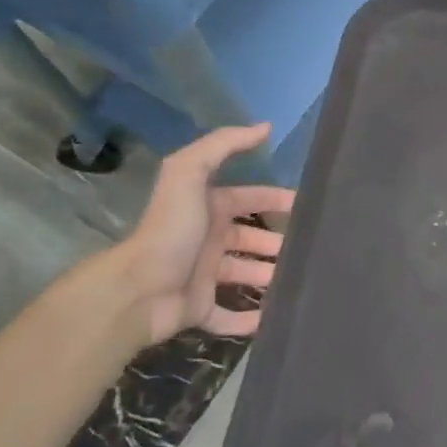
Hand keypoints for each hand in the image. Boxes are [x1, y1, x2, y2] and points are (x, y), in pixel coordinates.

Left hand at [117, 124, 295, 346]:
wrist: (137, 291)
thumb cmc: (170, 230)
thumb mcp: (189, 173)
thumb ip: (224, 144)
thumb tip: (265, 127)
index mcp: (208, 208)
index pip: (249, 197)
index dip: (276, 198)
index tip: (307, 206)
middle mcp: (207, 239)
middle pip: (251, 236)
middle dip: (277, 241)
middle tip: (308, 247)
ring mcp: (203, 276)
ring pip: (244, 274)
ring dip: (269, 276)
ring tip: (299, 279)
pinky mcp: (199, 310)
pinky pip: (228, 315)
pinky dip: (249, 319)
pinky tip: (275, 317)